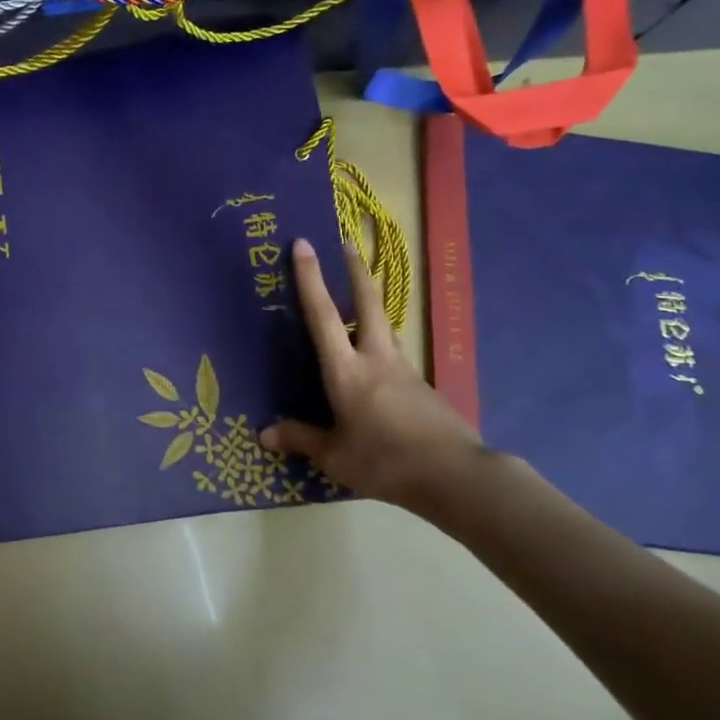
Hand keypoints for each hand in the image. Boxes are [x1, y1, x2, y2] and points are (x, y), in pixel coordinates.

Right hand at [260, 238, 486, 512]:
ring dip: (370, 304)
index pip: (324, 315)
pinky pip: (393, 356)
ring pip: (384, 326)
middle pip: (368, 302)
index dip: (311, 278)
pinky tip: (375, 365)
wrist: (454, 476)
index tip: (304, 244)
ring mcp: (403, 370)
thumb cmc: (385, 461)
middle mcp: (375, 359)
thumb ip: (301, 439)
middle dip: (355, 270)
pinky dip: (379, 345)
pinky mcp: (421, 387)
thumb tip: (264, 434)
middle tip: (347, 243)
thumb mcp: (335, 456)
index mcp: (347, 371)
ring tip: (358, 298)